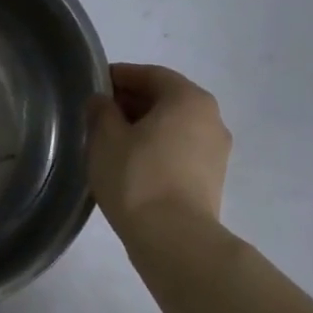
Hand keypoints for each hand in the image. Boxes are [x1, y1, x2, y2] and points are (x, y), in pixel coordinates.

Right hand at [87, 63, 232, 228]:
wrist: (174, 237)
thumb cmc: (137, 177)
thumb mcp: (105, 139)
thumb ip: (101, 112)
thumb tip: (102, 101)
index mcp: (188, 98)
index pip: (151, 74)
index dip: (120, 76)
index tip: (96, 85)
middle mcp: (211, 117)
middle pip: (166, 99)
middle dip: (132, 102)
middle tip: (100, 114)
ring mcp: (216, 150)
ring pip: (174, 126)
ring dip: (145, 127)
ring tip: (113, 142)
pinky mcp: (212, 178)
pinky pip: (180, 150)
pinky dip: (157, 148)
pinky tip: (132, 164)